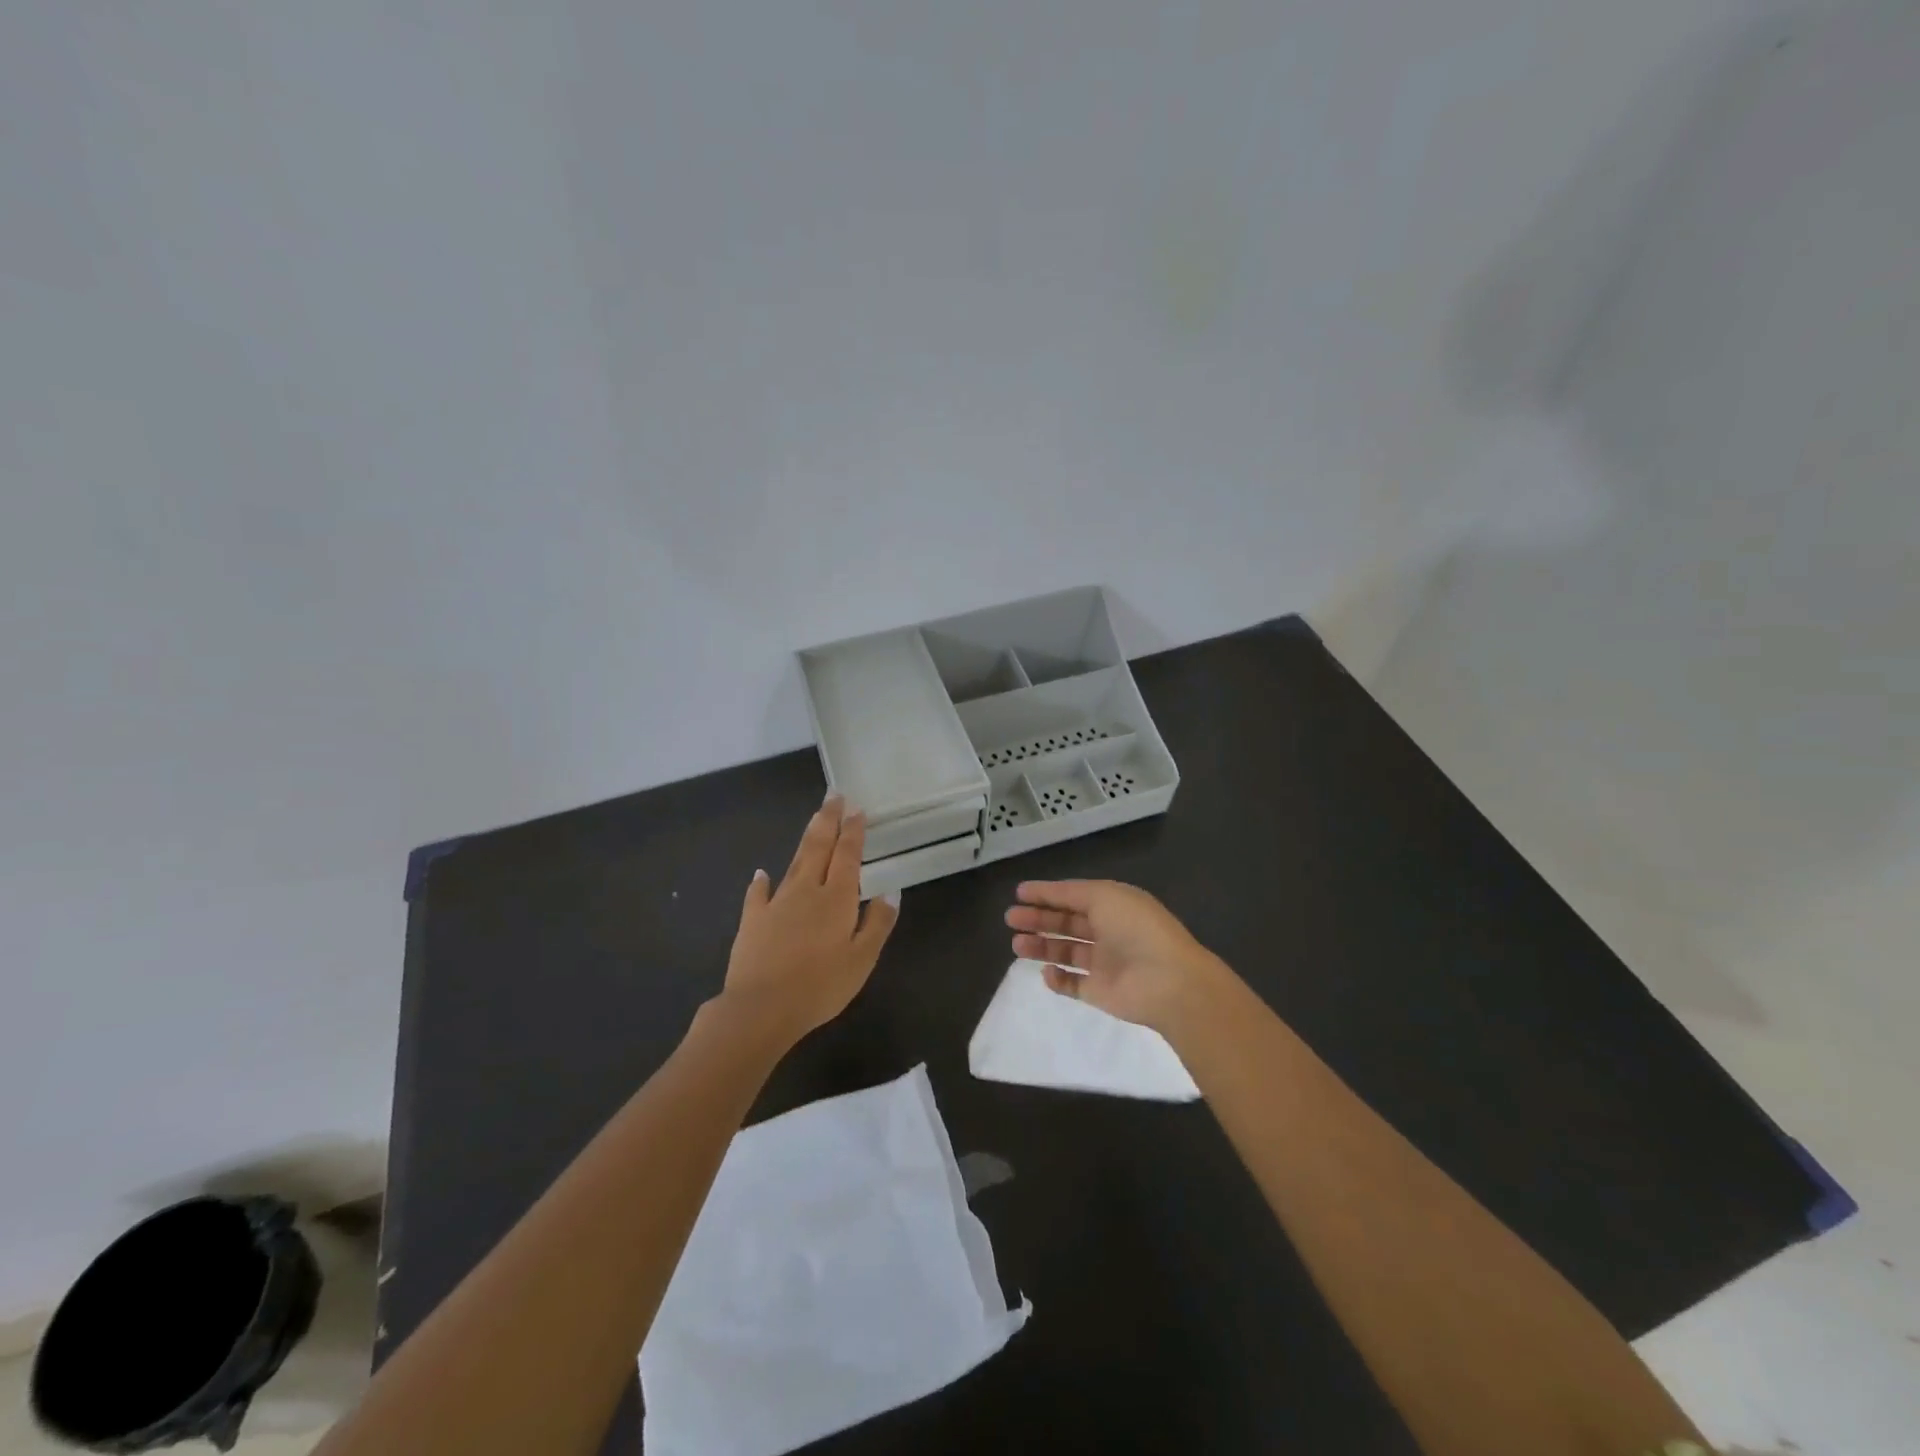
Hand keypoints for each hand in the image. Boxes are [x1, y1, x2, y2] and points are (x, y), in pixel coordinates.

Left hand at [718, 795, 899, 1047]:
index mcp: (837, 899)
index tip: (856, 809)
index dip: (853, 831)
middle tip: (834, 795)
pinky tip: (761, 872)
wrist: (761, 1008)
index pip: (847, 855)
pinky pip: (758, 894)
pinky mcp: (752, 920)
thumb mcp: (862, 960)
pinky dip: (761, 881)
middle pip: (819, 847)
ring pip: (794, 862)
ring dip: (806, 839)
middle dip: (828, 820)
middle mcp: (807, 891)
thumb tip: (891, 891)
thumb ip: (878, 923)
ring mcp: (776, 903)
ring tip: (814, 820)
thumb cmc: (820, 986)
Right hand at [1005, 879, 1231, 1033]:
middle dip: (1039, 919)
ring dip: (1042, 946)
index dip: (1047, 894)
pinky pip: (1073, 984)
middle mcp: (1108, 931)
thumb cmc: (1136, 929)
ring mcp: (1104, 963)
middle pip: (1067, 923)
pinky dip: (1057, 978)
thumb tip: (1048, 892)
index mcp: (1113, 905)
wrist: (1167, 981)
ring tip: (1016, 944)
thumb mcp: (1104, 895)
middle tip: (1010, 918)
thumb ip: (1071, 893)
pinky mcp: (1100, 992)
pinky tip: (1045, 972)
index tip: (1019, 893)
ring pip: (1066, 951)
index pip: (1074, 896)